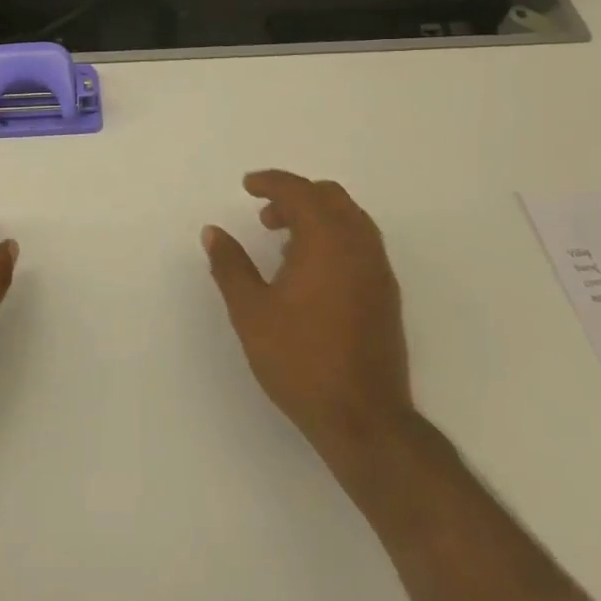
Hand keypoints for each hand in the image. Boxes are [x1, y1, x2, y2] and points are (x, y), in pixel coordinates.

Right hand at [202, 170, 415, 459]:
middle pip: (332, 198)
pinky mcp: (386, 295)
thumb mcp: (251, 312)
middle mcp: (359, 247)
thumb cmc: (300, 360)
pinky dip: (334, 238)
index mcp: (327, 242)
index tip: (247, 186)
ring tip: (283, 242)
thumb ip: (230, 266)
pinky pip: (360, 244)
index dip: (271, 182)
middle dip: (296, 196)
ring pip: (350, 220)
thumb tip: (213, 232)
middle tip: (265, 216)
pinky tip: (309, 272)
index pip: (300, 192)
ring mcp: (378, 271)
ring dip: (317, 217)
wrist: (363, 418)